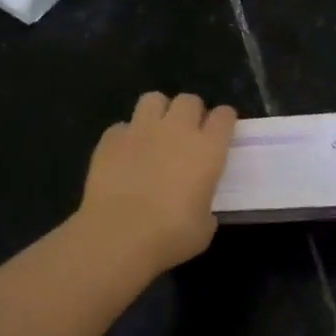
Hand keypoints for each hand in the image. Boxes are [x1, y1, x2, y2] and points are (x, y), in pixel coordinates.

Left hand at [79, 92, 236, 274]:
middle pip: (190, 100)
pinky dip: (126, 136)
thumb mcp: (204, 227)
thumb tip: (199, 204)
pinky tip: (125, 154)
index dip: (225, 120)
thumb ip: (206, 206)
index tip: (223, 131)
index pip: (224, 116)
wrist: (118, 237)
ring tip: (156, 132)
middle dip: (192, 112)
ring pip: (154, 99)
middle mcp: (176, 130)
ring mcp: (140, 130)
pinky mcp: (110, 140)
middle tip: (188, 133)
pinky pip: (122, 126)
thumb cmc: (170, 236)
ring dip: (159, 112)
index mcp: (208, 149)